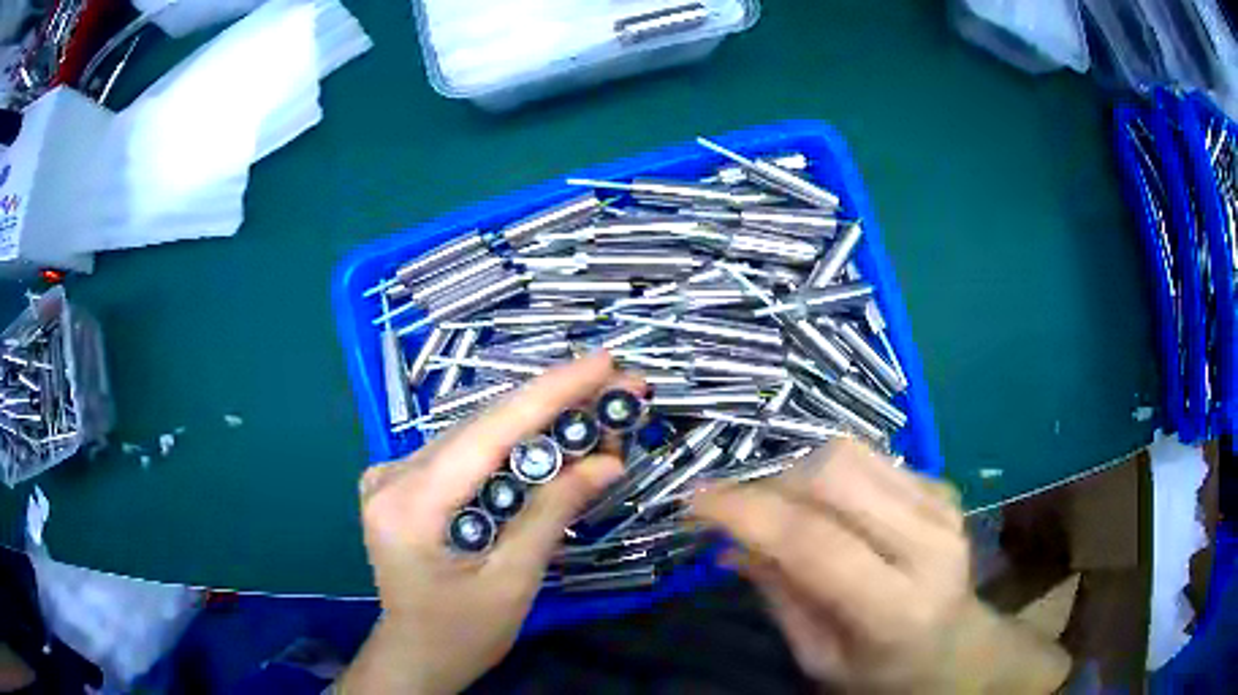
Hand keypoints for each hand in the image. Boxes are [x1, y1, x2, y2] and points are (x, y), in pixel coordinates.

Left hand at [339, 352, 638, 694]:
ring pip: (475, 436)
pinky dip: (510, 446)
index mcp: (411, 504)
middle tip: (616, 388)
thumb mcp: (514, 580)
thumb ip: (553, 513)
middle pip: (483, 427)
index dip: (550, 392)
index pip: (489, 433)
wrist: (416, 654)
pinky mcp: (403, 482)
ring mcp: (391, 474)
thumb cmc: (464, 632)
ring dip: (536, 424)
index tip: (604, 362)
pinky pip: (465, 453)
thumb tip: (609, 461)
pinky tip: (550, 441)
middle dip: (554, 406)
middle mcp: (393, 475)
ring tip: (596, 413)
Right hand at [692, 440, 1069, 693]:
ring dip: (796, 471)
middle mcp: (928, 542)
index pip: (814, 541)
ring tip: (776, 507)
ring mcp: (941, 506)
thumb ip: (779, 596)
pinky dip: (829, 473)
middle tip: (737, 510)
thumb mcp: (820, 659)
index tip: (694, 502)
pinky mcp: (941, 487)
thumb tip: (729, 543)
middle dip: (770, 481)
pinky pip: (870, 457)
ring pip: (850, 451)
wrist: (958, 650)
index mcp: (896, 606)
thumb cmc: (882, 674)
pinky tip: (824, 508)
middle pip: (835, 473)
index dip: (747, 512)